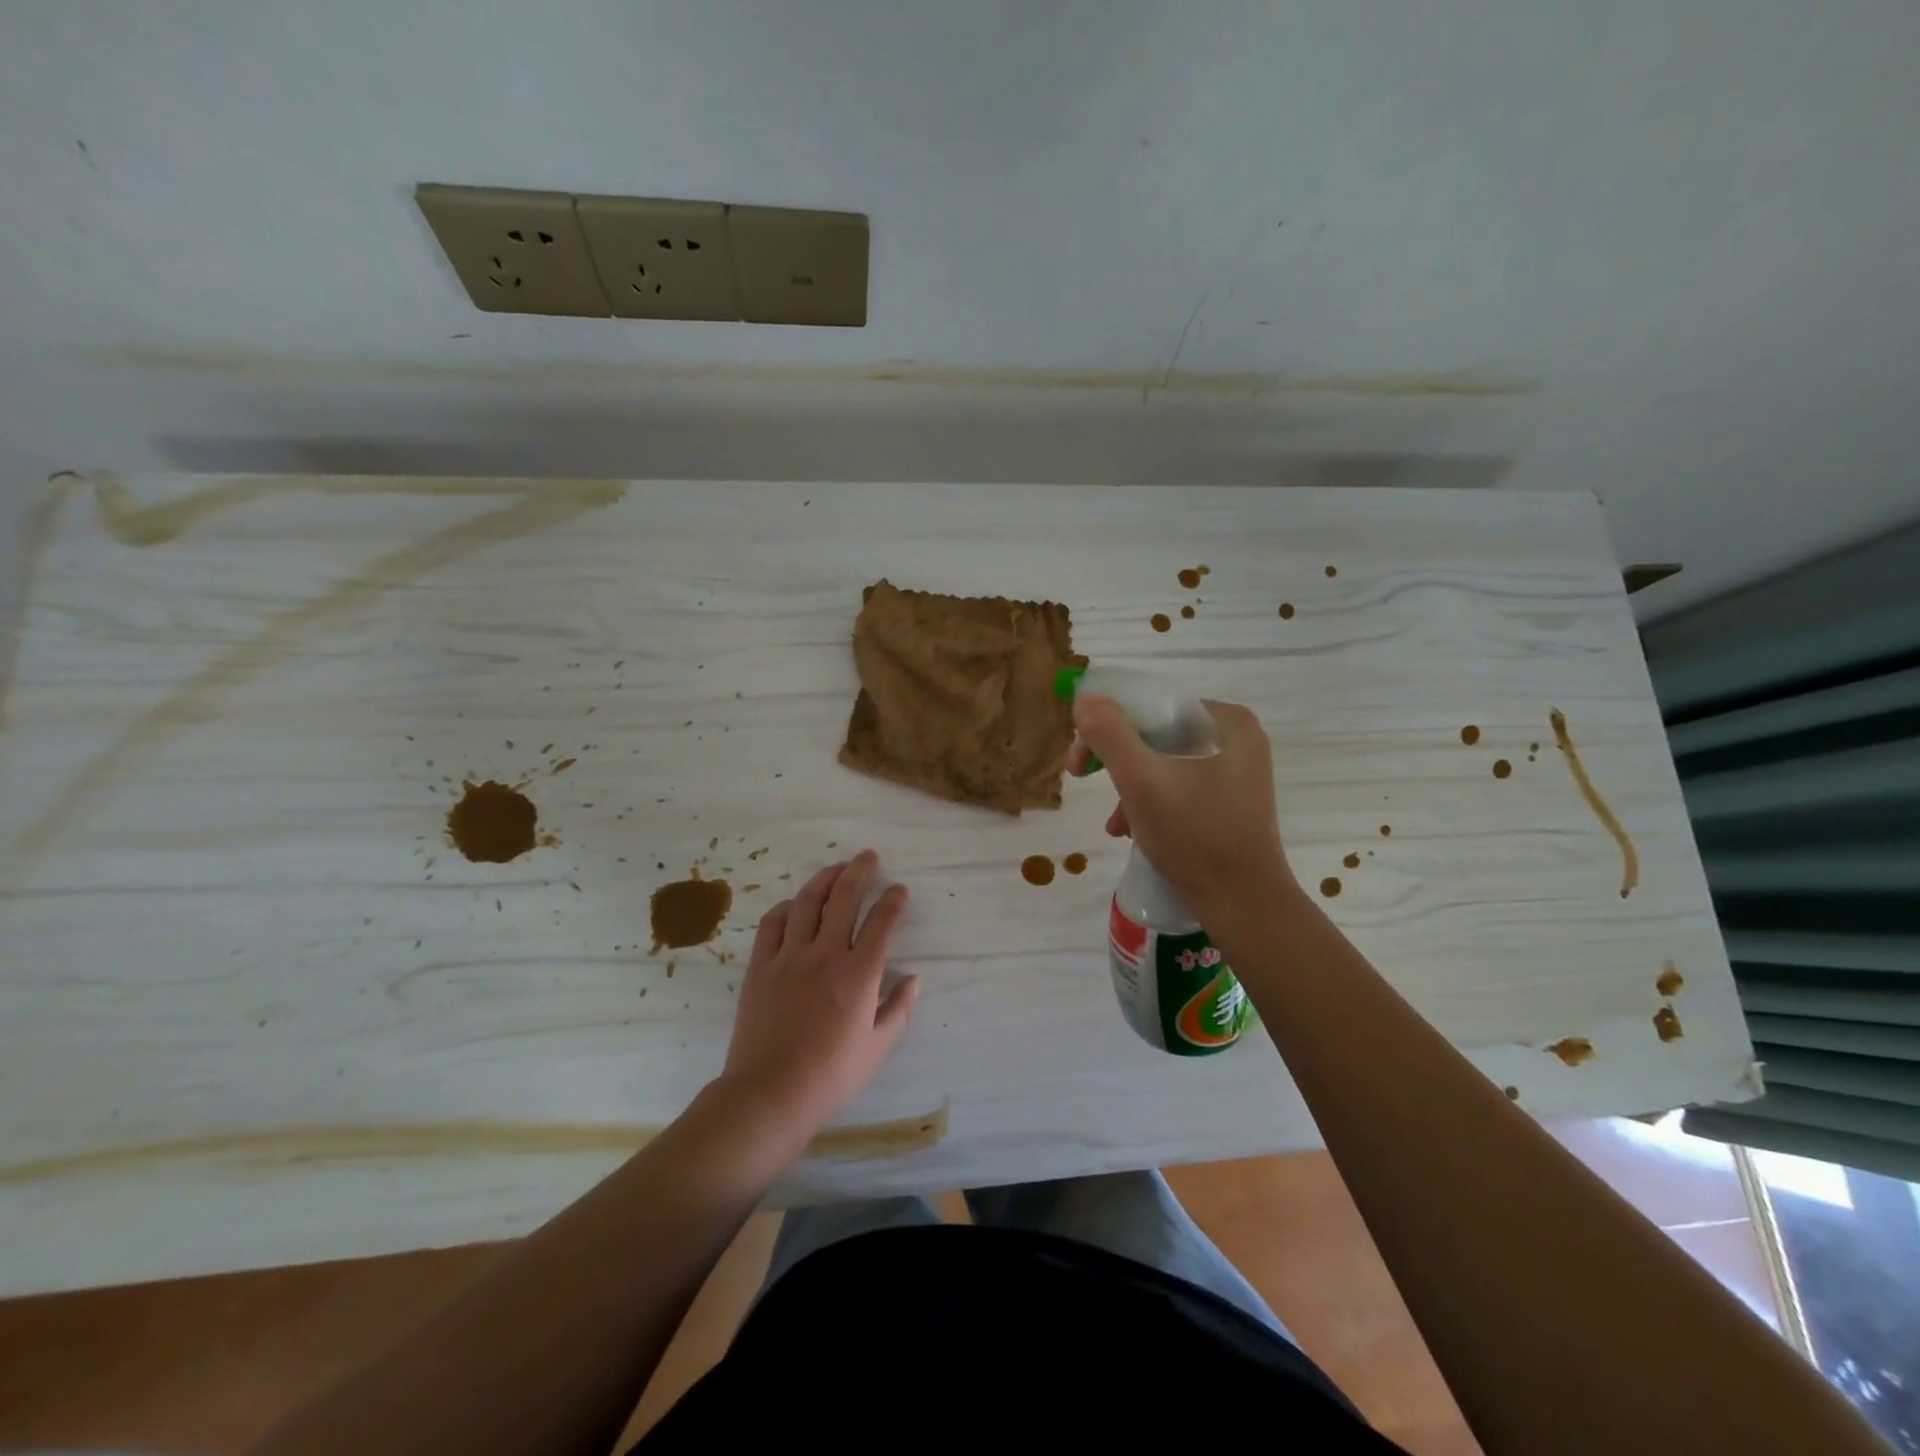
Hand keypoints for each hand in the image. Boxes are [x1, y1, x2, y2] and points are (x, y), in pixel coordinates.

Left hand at [719, 849, 918, 1137]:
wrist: (769, 1094)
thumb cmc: (831, 1075)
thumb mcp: (877, 1048)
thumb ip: (899, 1009)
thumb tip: (915, 979)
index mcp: (859, 974)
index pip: (881, 922)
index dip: (893, 901)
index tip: (899, 891)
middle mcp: (825, 954)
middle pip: (845, 898)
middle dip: (860, 871)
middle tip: (869, 856)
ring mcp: (789, 956)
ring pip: (809, 902)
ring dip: (825, 878)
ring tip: (837, 867)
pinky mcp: (760, 966)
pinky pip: (773, 923)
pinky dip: (787, 907)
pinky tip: (796, 904)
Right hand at [1069, 694, 1295, 922]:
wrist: (1243, 905)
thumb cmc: (1195, 837)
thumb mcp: (1142, 782)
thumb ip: (1109, 734)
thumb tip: (1085, 698)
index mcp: (1226, 721)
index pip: (1151, 707)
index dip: (1106, 728)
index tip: (1078, 763)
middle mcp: (1236, 738)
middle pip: (1155, 735)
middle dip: (1117, 763)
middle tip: (1085, 783)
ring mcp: (1236, 771)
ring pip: (1163, 762)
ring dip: (1130, 788)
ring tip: (1116, 825)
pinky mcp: (1230, 800)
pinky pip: (1178, 786)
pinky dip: (1151, 803)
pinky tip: (1134, 832)